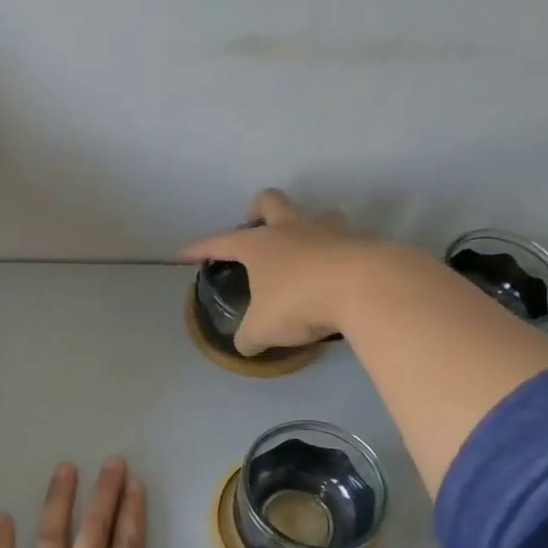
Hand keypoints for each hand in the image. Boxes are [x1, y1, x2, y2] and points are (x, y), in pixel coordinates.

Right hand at [179, 189, 383, 354]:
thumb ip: (250, 336)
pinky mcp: (360, 242)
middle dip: (258, 210)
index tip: (183, 252)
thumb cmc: (300, 302)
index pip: (220, 241)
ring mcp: (328, 231)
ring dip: (307, 227)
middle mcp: (291, 229)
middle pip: (269, 201)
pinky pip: (346, 241)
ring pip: (315, 215)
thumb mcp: (264, 329)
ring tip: (306, 253)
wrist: (365, 287)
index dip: (199, 247)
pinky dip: (339, 255)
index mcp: (260, 245)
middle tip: (257, 230)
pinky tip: (340, 276)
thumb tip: (245, 345)